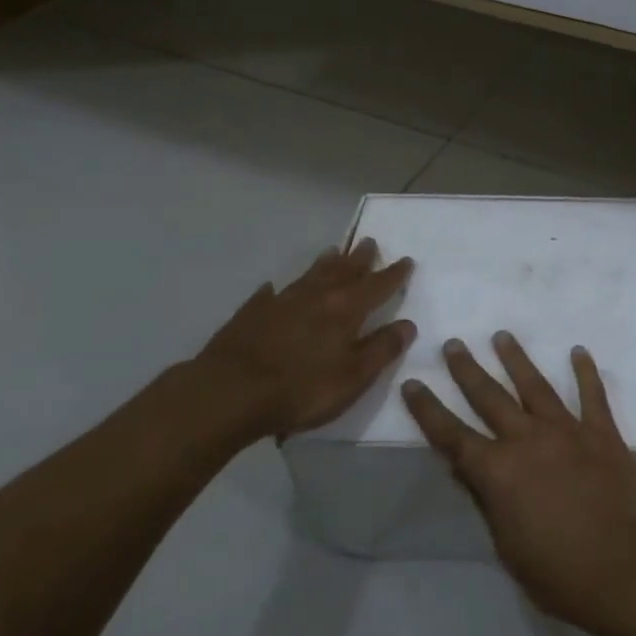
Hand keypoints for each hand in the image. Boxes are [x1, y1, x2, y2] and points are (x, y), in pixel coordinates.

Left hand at [181, 239, 415, 443]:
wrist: (228, 393)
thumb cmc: (301, 389)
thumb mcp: (353, 377)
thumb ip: (382, 349)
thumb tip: (408, 324)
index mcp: (346, 310)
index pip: (377, 286)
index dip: (393, 274)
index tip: (406, 260)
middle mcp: (316, 297)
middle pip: (343, 272)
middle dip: (360, 259)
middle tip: (369, 242)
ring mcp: (281, 303)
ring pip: (309, 276)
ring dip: (324, 264)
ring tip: (333, 251)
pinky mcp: (251, 314)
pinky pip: (269, 295)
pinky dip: (277, 290)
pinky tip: (274, 288)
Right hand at [401, 333, 635, 632]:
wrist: (623, 565)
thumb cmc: (558, 572)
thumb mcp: (506, 546)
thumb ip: (487, 501)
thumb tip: (465, 469)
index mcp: (497, 472)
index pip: (452, 435)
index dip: (428, 410)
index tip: (413, 383)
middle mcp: (526, 439)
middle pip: (489, 397)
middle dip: (467, 370)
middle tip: (453, 344)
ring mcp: (566, 430)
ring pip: (534, 385)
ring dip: (515, 359)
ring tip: (501, 335)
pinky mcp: (601, 431)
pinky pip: (591, 394)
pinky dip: (584, 371)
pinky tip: (578, 351)